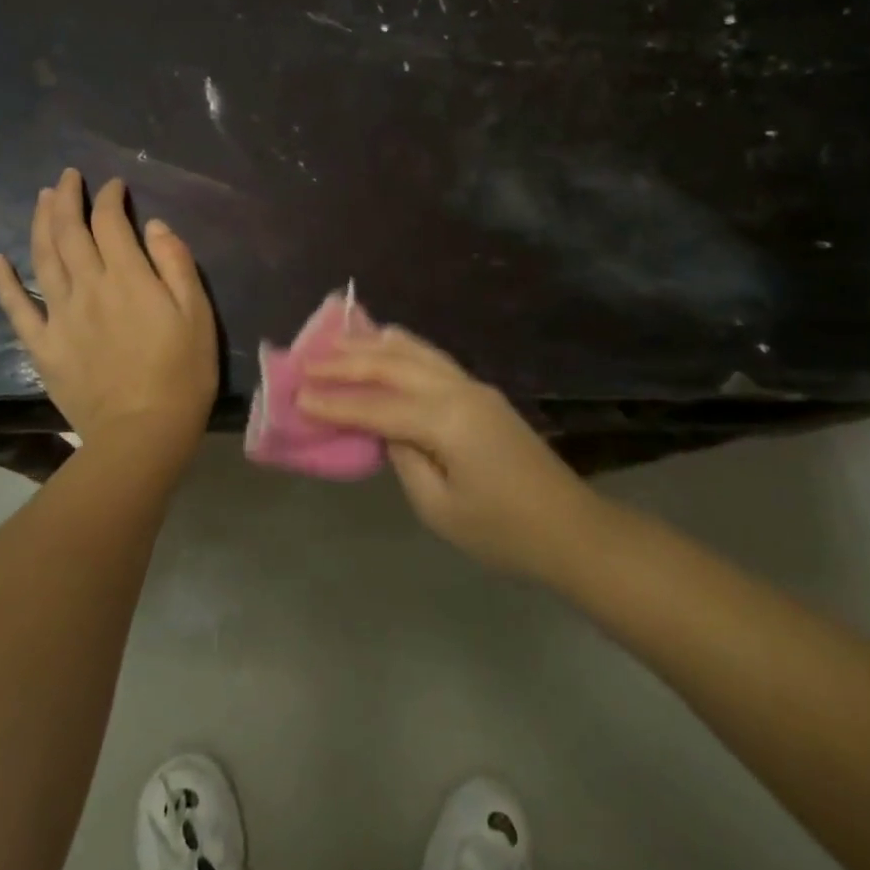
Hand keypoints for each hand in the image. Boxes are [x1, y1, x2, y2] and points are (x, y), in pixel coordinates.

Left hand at [0, 168, 217, 471]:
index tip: (114, 187)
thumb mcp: (197, 314)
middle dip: (68, 198)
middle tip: (68, 177)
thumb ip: (176, 264)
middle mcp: (88, 287)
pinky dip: (4, 281)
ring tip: (41, 198)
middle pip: (69, 231)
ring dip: (39, 223)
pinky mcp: (43, 345)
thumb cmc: (182, 373)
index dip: (110, 198)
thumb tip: (153, 226)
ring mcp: (60, 316)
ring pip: (42, 258)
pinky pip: (17, 308)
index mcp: (128, 278)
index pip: (110, 223)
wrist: (142, 433)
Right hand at [299, 328, 597, 581]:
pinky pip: (431, 359)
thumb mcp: (439, 507)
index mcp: (447, 420)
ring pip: (414, 351)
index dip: (335, 403)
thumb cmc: (503, 531)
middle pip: (393, 364)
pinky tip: (384, 346)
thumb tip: (386, 429)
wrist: (571, 529)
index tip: (298, 395)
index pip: (377, 406)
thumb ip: (404, 458)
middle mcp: (458, 390)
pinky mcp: (480, 393)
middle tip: (307, 360)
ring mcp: (473, 386)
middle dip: (347, 361)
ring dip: (373, 344)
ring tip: (338, 337)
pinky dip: (400, 349)